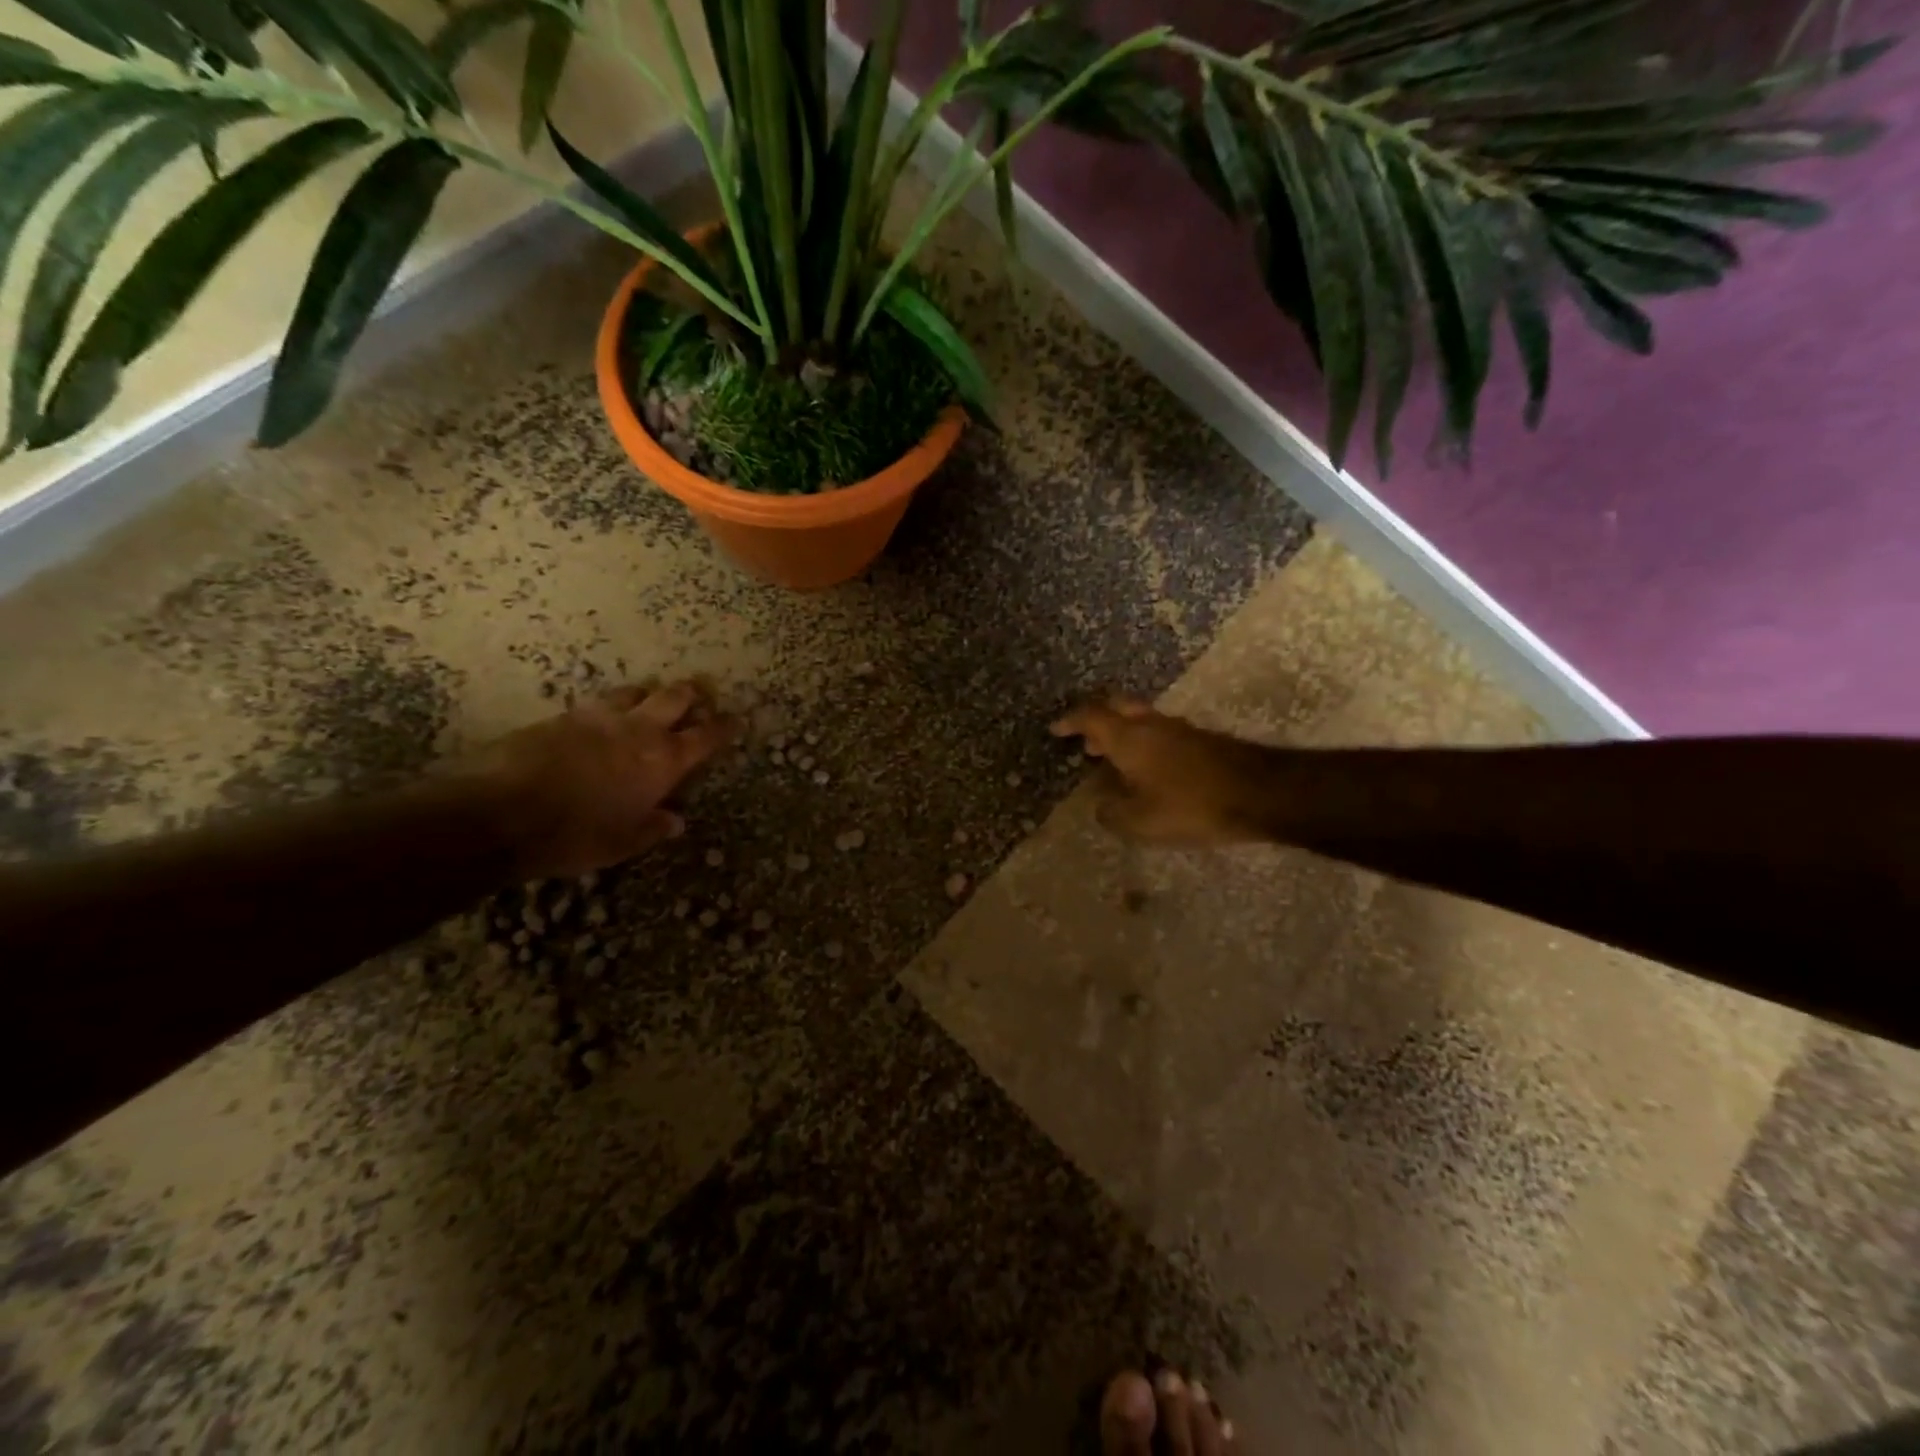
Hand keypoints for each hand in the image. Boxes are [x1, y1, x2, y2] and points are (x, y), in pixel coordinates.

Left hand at [471, 680, 739, 877]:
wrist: (502, 812)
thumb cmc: (576, 834)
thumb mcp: (623, 843)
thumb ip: (653, 828)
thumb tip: (675, 820)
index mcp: (664, 760)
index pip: (706, 736)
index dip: (724, 727)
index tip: (735, 720)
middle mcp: (639, 730)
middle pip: (675, 697)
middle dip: (691, 695)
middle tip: (698, 697)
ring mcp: (599, 718)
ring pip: (634, 692)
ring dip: (648, 695)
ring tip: (648, 702)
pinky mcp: (563, 716)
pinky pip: (597, 704)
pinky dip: (610, 708)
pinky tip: (602, 721)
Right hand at [1052, 697, 1264, 846]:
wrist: (1260, 794)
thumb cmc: (1191, 805)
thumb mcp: (1140, 821)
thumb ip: (1111, 811)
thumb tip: (1100, 802)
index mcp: (1128, 738)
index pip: (1091, 717)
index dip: (1070, 721)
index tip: (1056, 729)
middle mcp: (1151, 724)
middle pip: (1117, 707)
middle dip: (1097, 720)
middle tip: (1086, 741)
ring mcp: (1179, 729)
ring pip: (1141, 720)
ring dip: (1122, 733)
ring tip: (1113, 761)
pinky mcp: (1200, 740)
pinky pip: (1160, 733)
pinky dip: (1144, 744)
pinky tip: (1148, 771)